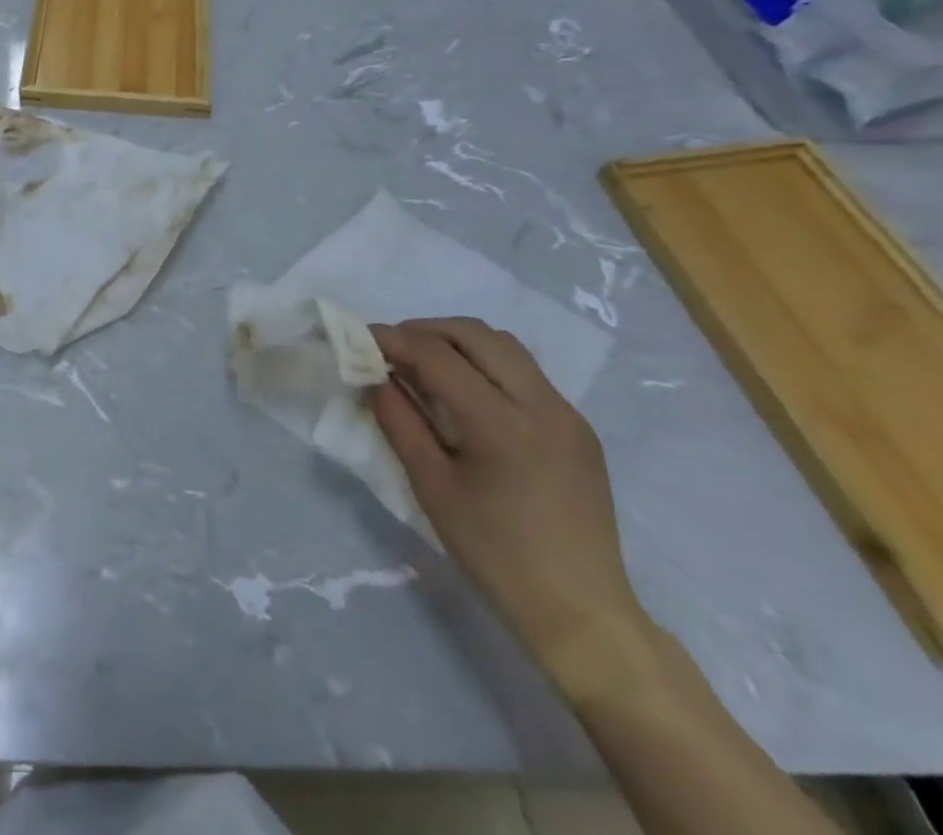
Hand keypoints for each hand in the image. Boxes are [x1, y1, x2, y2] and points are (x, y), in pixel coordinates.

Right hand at [369, 317, 648, 676]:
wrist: (581, 612)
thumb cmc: (494, 554)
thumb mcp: (432, 486)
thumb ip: (399, 421)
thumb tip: (373, 376)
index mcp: (501, 425)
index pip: (438, 356)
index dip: (394, 340)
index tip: (361, 338)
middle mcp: (541, 405)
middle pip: (475, 334)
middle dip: (425, 330)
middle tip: (391, 347)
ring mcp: (567, 414)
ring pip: (504, 345)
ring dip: (458, 341)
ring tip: (425, 363)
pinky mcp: (578, 427)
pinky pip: (525, 371)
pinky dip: (486, 363)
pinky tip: (465, 391)